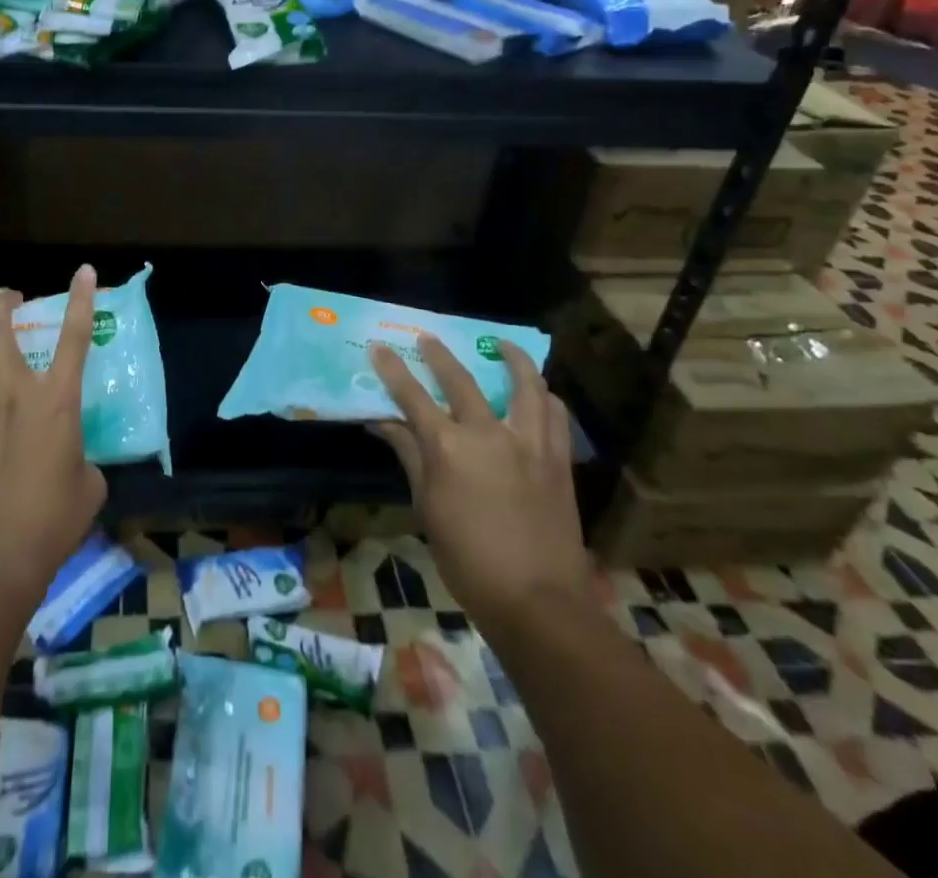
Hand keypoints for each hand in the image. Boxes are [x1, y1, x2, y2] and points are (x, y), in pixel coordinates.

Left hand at [0, 266, 106, 592]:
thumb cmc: (52, 522)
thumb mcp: (89, 484)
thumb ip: (81, 459)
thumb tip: (70, 459)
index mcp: (57, 401)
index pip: (75, 338)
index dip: (81, 299)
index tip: (84, 271)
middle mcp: (14, 392)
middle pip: (2, 328)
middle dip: (4, 301)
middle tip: (8, 297)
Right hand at [370, 336, 591, 629]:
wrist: (538, 600)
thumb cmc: (469, 560)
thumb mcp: (427, 507)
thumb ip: (409, 456)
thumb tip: (383, 422)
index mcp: (449, 447)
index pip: (412, 396)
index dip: (393, 370)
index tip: (379, 347)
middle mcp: (489, 433)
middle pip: (461, 380)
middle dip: (439, 355)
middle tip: (427, 337)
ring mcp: (529, 442)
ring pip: (525, 384)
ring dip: (512, 359)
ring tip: (502, 344)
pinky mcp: (557, 459)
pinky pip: (554, 415)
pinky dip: (545, 396)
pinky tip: (540, 393)